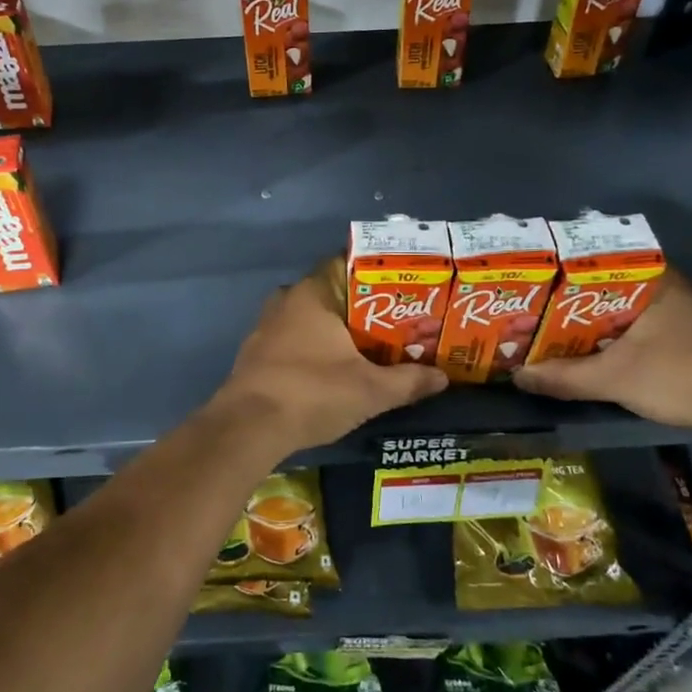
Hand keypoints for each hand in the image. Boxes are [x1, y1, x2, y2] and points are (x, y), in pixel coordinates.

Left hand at [210, 261, 447, 452]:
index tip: (403, 288)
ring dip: (336, 330)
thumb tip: (443, 377)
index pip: (346, 264)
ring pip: (310, 318)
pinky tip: (333, 368)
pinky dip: (314, 348)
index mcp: (312, 293)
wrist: (248, 427)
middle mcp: (286, 300)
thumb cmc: (312, 393)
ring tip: (370, 346)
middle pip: (331, 293)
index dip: (376, 274)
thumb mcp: (370, 390)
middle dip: (361, 307)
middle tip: (395, 321)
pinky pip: (293, 339)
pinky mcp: (256, 353)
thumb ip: (408, 381)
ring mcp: (266, 327)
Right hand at [512, 273, 691, 430]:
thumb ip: (563, 377)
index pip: (595, 261)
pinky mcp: (691, 336)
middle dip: (572, 302)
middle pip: (606, 287)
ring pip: (624, 309)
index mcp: (650, 278)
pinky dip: (615, 336)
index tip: (533, 284)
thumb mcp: (612, 378)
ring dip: (594, 322)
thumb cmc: (678, 373)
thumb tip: (518, 377)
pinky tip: (594, 352)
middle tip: (537, 312)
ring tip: (556, 332)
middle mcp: (667, 285)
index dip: (560, 273)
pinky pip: (640, 327)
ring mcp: (683, 311)